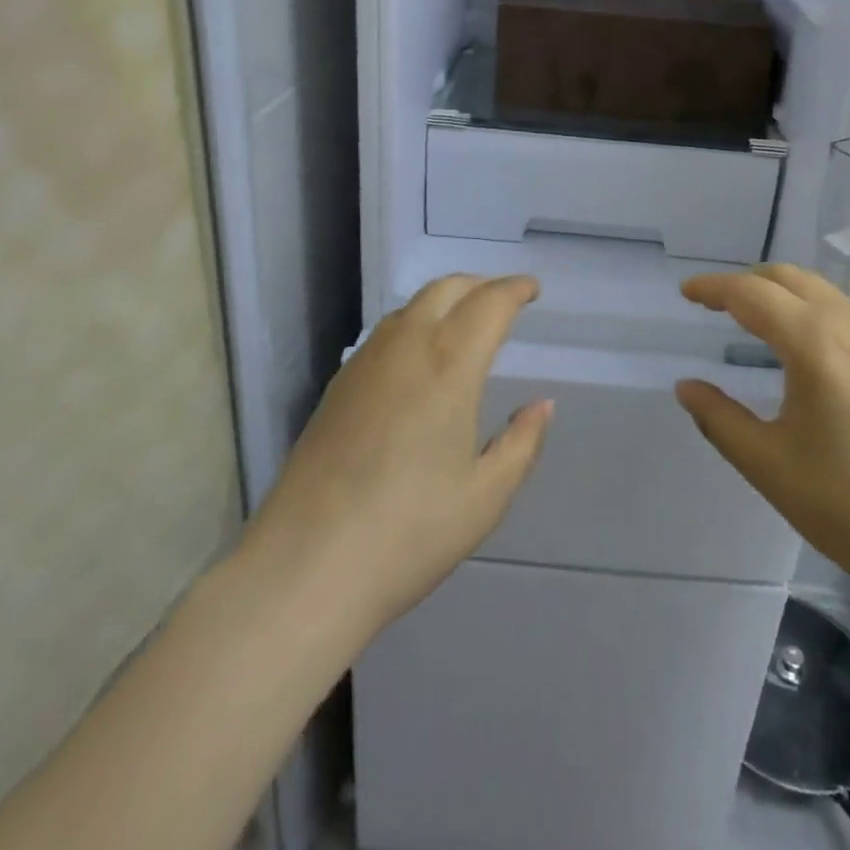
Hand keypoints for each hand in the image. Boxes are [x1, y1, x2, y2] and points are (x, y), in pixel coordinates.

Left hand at [245, 275, 552, 637]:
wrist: (307, 564)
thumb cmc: (410, 531)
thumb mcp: (486, 496)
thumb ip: (522, 442)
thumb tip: (542, 405)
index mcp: (450, 364)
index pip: (489, 303)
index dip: (515, 289)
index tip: (532, 289)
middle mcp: (407, 346)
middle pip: (446, 289)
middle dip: (480, 285)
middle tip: (503, 300)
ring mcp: (366, 362)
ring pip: (411, 307)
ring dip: (445, 301)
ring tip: (465, 324)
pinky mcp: (339, 384)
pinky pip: (386, 333)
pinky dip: (414, 324)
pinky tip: (419, 359)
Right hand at [676, 264, 849, 623]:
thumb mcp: (770, 466)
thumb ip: (719, 419)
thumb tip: (687, 387)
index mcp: (816, 343)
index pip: (751, 294)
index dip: (713, 288)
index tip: (685, 292)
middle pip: (791, 279)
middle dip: (748, 283)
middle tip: (716, 304)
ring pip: (826, 294)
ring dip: (785, 295)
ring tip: (759, 322)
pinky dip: (817, 312)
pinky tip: (814, 351)